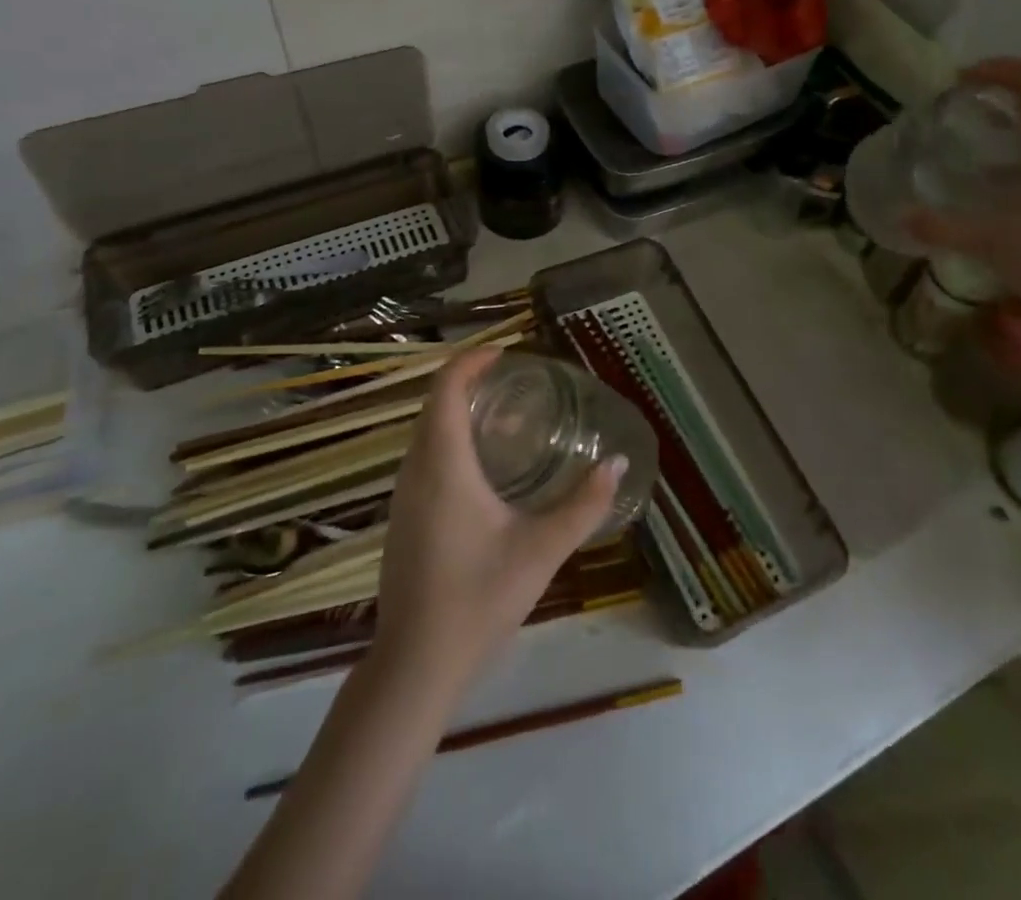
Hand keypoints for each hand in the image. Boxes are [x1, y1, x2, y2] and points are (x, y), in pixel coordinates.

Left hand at [373, 348, 620, 688]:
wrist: (415, 665)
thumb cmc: (478, 598)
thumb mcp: (541, 550)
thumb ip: (584, 505)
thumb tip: (618, 463)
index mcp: (443, 464)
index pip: (447, 387)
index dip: (472, 360)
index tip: (508, 355)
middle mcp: (415, 470)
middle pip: (435, 404)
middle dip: (472, 383)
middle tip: (518, 384)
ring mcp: (403, 496)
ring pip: (427, 433)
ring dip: (461, 414)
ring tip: (508, 420)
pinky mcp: (402, 518)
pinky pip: (424, 458)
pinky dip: (451, 442)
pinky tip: (485, 471)